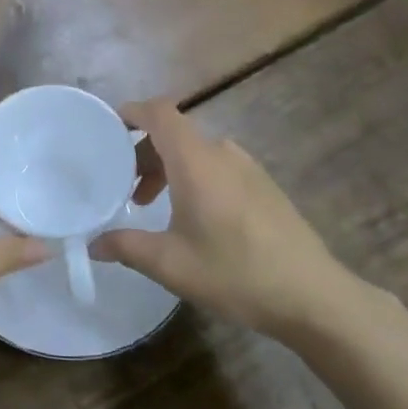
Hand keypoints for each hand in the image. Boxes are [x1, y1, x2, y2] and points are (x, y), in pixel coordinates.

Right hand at [93, 100, 368, 342]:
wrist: (314, 296)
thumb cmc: (236, 273)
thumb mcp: (171, 264)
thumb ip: (126, 247)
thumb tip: (93, 243)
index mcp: (196, 160)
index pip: (159, 112)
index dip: (132, 111)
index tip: (108, 128)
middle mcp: (222, 152)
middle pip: (174, 133)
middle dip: (143, 152)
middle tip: (125, 187)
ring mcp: (247, 167)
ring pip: (196, 152)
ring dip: (168, 168)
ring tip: (154, 206)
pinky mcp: (264, 185)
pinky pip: (217, 166)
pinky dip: (194, 177)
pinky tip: (193, 218)